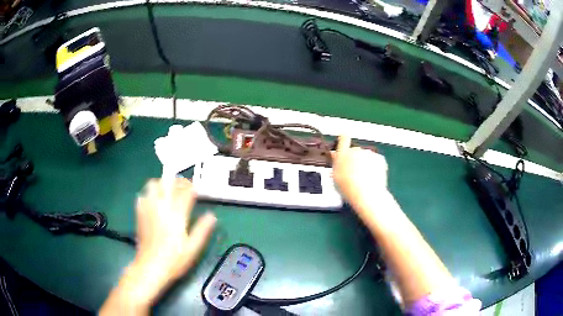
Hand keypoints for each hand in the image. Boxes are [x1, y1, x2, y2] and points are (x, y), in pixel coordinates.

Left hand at [135, 178, 216, 282]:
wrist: (150, 267)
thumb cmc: (174, 259)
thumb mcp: (193, 248)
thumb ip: (202, 230)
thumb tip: (212, 216)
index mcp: (176, 215)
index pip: (185, 192)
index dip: (191, 187)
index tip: (196, 189)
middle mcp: (161, 207)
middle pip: (168, 183)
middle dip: (177, 181)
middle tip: (183, 187)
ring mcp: (148, 209)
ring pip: (153, 185)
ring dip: (162, 184)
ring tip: (168, 192)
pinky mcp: (140, 213)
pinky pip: (143, 195)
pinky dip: (150, 194)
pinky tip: (154, 202)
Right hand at [331, 135, 389, 214]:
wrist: (366, 193)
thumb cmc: (348, 187)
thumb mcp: (335, 176)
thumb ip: (335, 162)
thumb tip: (334, 154)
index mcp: (343, 154)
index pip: (343, 139)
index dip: (344, 139)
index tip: (344, 139)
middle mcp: (356, 150)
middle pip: (355, 151)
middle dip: (355, 159)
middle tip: (354, 172)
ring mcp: (369, 154)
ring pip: (366, 157)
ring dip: (365, 163)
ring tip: (364, 178)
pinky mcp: (380, 159)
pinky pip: (376, 162)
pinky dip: (375, 167)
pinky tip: (372, 178)